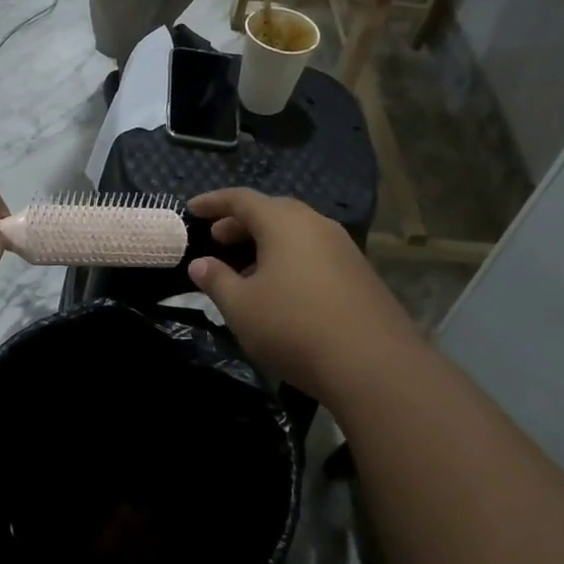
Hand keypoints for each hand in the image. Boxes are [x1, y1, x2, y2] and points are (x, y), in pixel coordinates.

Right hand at [186, 189, 421, 398]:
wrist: (373, 365)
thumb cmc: (293, 327)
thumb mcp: (241, 306)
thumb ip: (217, 280)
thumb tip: (200, 264)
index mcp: (284, 223)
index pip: (241, 199)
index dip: (213, 202)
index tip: (191, 209)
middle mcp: (316, 224)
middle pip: (273, 212)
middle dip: (241, 223)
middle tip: (217, 240)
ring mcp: (343, 248)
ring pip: (296, 233)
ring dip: (266, 243)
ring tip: (245, 269)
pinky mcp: (360, 274)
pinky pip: (314, 253)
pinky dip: (290, 260)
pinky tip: (280, 290)